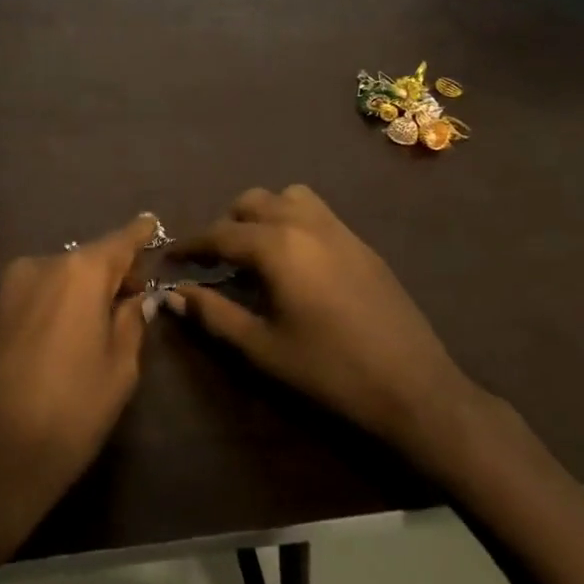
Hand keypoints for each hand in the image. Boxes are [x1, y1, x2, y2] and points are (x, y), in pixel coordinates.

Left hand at [0, 214, 156, 546]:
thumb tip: (137, 298)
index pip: (120, 241)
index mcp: (80, 271)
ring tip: (99, 321)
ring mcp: (11, 284)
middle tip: (135, 296)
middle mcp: (43, 263)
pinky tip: (66, 332)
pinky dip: (57, 300)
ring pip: (61, 275)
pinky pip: (38, 292)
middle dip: (112, 272)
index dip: (140, 234)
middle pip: (88, 258)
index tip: (153, 222)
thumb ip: (132, 321)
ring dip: (82, 289)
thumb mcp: (120, 368)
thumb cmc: (71, 409)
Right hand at [171, 185, 487, 466]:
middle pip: (251, 202)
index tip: (170, 258)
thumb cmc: (329, 370)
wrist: (413, 387)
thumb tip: (176, 294)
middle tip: (214, 261)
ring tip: (255, 251)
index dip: (190, 245)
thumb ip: (214, 315)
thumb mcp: (262, 348)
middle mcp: (305, 223)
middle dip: (226, 225)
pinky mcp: (361, 242)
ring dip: (262, 214)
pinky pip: (316, 211)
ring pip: (287, 197)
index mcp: (277, 246)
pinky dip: (292, 219)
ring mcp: (338, 228)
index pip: (219, 233)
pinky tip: (294, 261)